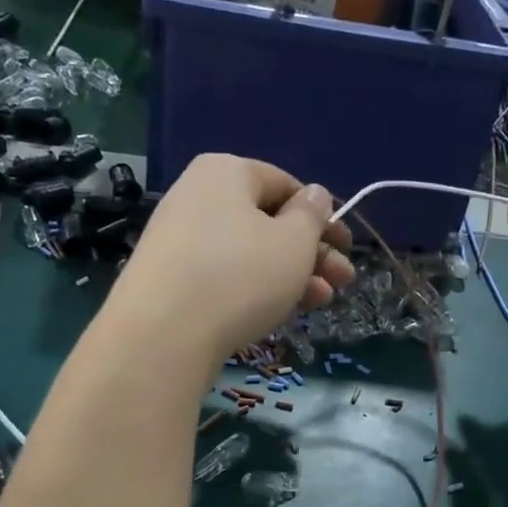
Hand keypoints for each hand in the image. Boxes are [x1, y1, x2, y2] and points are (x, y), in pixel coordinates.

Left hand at [109, 154, 354, 368]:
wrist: (161, 334)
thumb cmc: (240, 275)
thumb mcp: (294, 243)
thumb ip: (312, 215)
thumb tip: (315, 194)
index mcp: (227, 171)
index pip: (286, 184)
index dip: (322, 217)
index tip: (346, 247)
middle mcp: (197, 194)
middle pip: (268, 220)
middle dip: (312, 252)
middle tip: (344, 281)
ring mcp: (178, 236)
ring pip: (249, 250)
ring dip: (291, 274)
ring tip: (322, 302)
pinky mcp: (169, 275)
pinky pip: (224, 272)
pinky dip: (256, 286)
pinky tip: (281, 311)